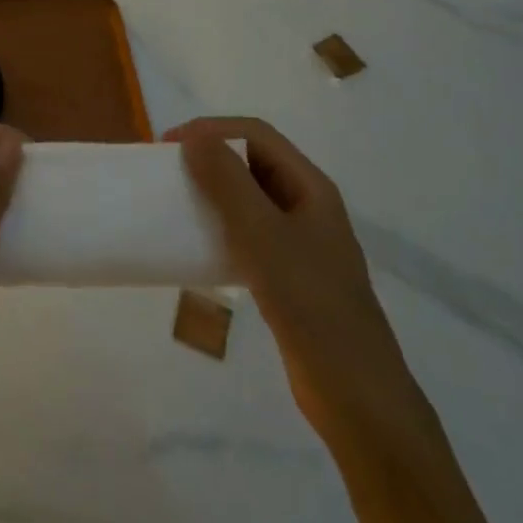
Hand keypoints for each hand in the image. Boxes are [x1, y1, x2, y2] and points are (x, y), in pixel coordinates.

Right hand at [169, 116, 423, 440]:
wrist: (354, 393)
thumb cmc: (308, 301)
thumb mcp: (261, 234)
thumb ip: (227, 181)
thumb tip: (194, 137)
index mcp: (311, 186)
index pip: (256, 135)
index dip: (212, 129)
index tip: (168, 145)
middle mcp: (308, 206)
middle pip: (254, 162)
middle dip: (211, 156)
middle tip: (169, 171)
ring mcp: (302, 242)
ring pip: (251, 198)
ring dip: (214, 192)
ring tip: (179, 203)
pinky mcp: (291, 275)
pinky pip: (250, 233)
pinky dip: (222, 227)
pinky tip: (200, 246)